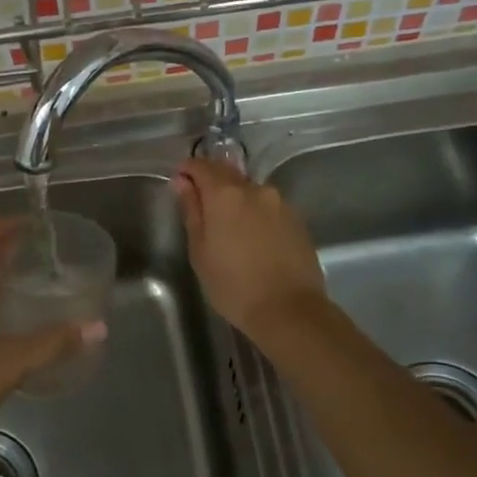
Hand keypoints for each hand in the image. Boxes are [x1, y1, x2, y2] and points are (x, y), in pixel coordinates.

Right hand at [173, 158, 325, 340]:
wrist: (290, 310)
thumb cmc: (234, 286)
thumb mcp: (200, 252)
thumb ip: (192, 211)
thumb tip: (183, 182)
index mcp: (226, 194)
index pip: (201, 166)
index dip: (187, 170)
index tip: (179, 183)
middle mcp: (255, 189)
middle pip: (228, 173)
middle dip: (211, 182)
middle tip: (200, 206)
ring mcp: (280, 202)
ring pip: (250, 190)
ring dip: (236, 199)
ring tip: (229, 226)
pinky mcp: (297, 219)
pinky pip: (268, 206)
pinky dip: (256, 213)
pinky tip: (253, 237)